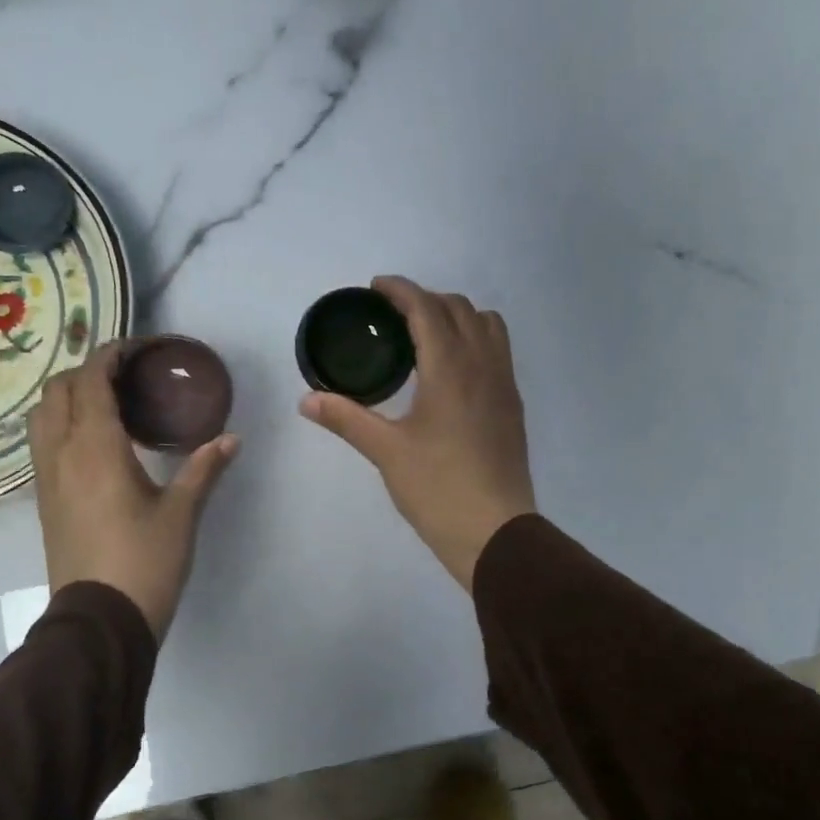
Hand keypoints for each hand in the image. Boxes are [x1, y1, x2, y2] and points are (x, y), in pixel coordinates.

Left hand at [29, 343, 239, 640]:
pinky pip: (43, 444)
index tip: (137, 350)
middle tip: (127, 378)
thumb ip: (204, 469)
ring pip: (42, 416)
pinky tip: (94, 443)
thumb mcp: (181, 514)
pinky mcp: (44, 501)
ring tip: (107, 405)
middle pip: (59, 391)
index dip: (110, 355)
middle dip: (88, 372)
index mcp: (94, 447)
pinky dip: (62, 424)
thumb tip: (232, 438)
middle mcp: (61, 454)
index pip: (90, 380)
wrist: (100, 620)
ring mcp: (46, 478)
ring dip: (69, 397)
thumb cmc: (144, 561)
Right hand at [300, 276, 535, 589]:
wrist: (495, 531)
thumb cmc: (437, 488)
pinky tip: (452, 370)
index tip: (376, 288)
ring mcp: (504, 384)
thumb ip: (347, 418)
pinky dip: (475, 339)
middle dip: (426, 299)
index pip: (427, 308)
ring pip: (487, 324)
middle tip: (393, 315)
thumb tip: (307, 400)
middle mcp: (483, 365)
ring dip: (457, 315)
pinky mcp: (512, 405)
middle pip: (459, 308)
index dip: (400, 290)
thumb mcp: (386, 451)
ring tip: (427, 335)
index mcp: (450, 368)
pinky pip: (498, 350)